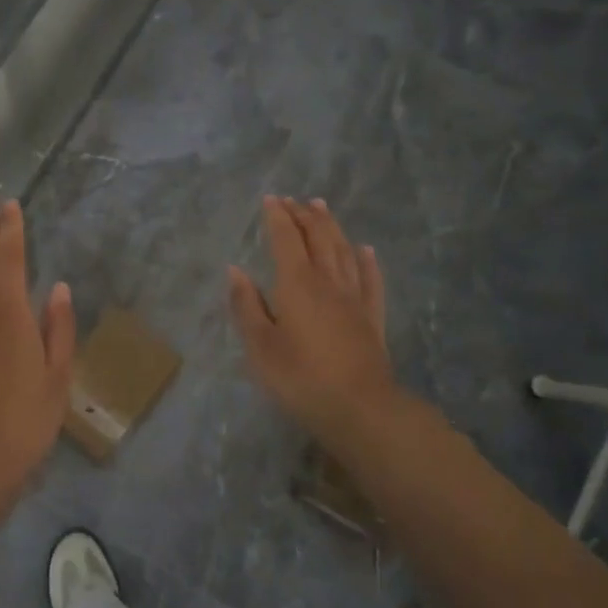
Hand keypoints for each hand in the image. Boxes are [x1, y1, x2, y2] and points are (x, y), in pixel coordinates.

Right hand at [229, 197, 396, 440]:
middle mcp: (328, 281)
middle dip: (304, 215)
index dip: (277, 217)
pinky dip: (366, 260)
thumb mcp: (259, 346)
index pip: (286, 239)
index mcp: (296, 284)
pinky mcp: (372, 317)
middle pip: (318, 238)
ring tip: (322, 207)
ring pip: (344, 251)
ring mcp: (354, 298)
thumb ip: (246, 305)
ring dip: (331, 226)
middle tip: (293, 200)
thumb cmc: (300, 378)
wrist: (360, 408)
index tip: (270, 199)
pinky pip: (370, 279)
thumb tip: (235, 270)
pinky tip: (365, 250)